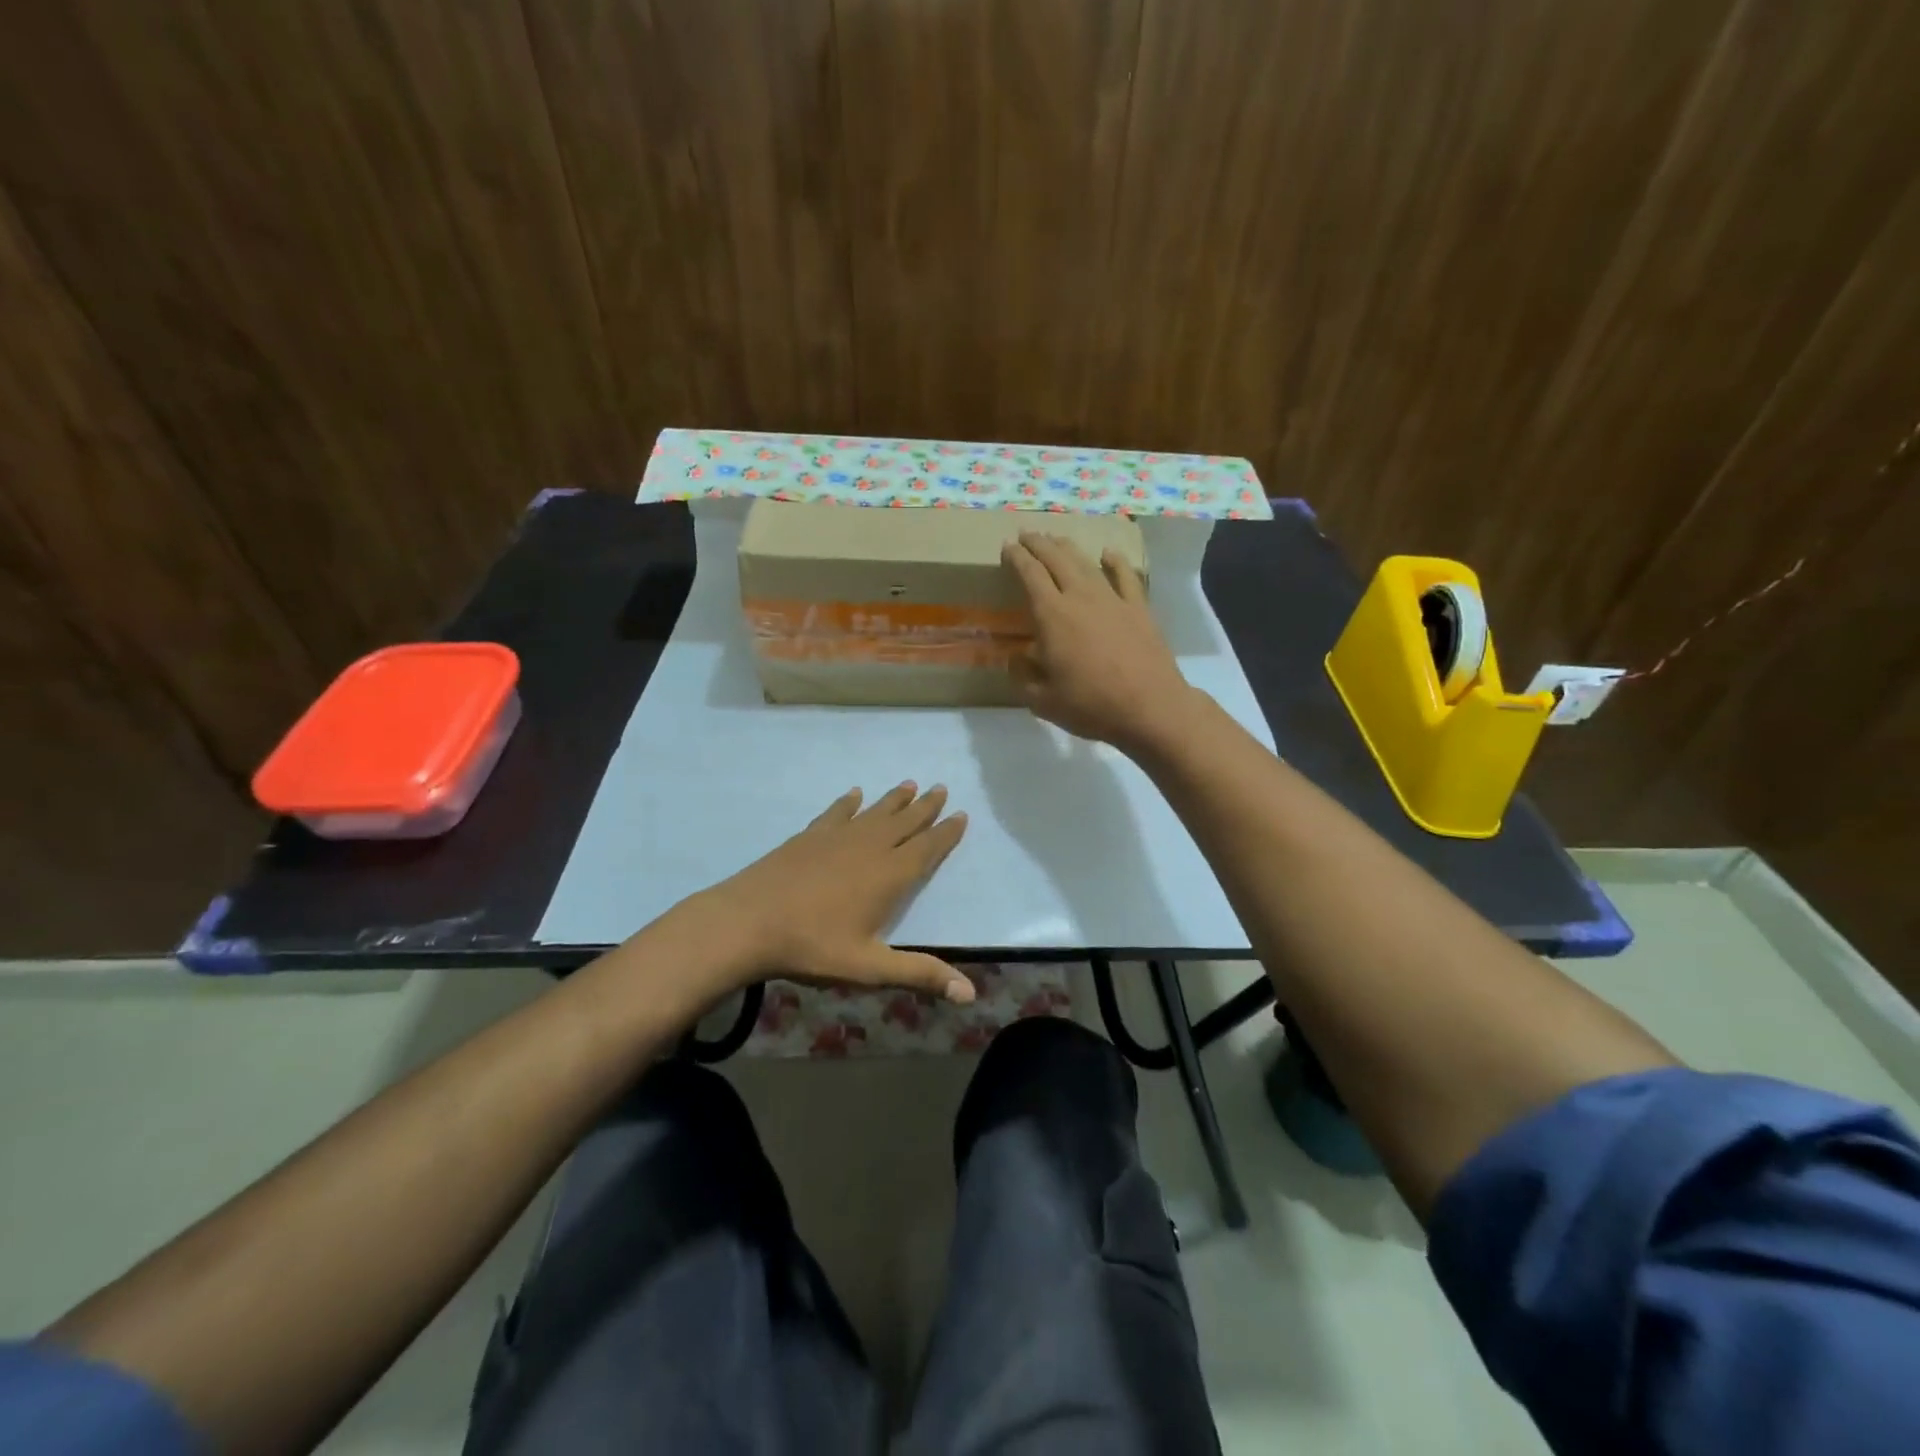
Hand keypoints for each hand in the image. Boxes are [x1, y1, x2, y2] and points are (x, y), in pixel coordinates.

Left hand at [685, 783, 974, 1003]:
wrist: (747, 922)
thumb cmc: (813, 947)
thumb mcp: (870, 968)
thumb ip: (919, 974)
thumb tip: (970, 993)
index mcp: (889, 876)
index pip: (926, 849)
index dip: (945, 833)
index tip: (961, 815)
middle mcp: (868, 848)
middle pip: (904, 822)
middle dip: (925, 806)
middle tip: (941, 788)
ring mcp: (836, 838)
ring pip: (874, 813)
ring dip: (894, 799)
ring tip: (909, 784)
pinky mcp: (809, 837)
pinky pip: (836, 813)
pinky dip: (848, 803)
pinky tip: (854, 794)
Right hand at [1001, 530, 1201, 753]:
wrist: (1150, 708)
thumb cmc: (1091, 706)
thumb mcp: (1042, 701)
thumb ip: (1023, 677)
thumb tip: (1016, 658)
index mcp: (1052, 616)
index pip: (1030, 575)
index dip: (1017, 558)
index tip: (1007, 546)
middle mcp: (1081, 598)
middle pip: (1057, 560)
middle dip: (1039, 544)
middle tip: (1026, 535)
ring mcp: (1113, 600)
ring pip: (1086, 563)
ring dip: (1068, 548)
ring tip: (1057, 539)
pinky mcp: (1139, 609)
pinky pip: (1125, 576)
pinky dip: (1115, 562)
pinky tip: (1108, 554)